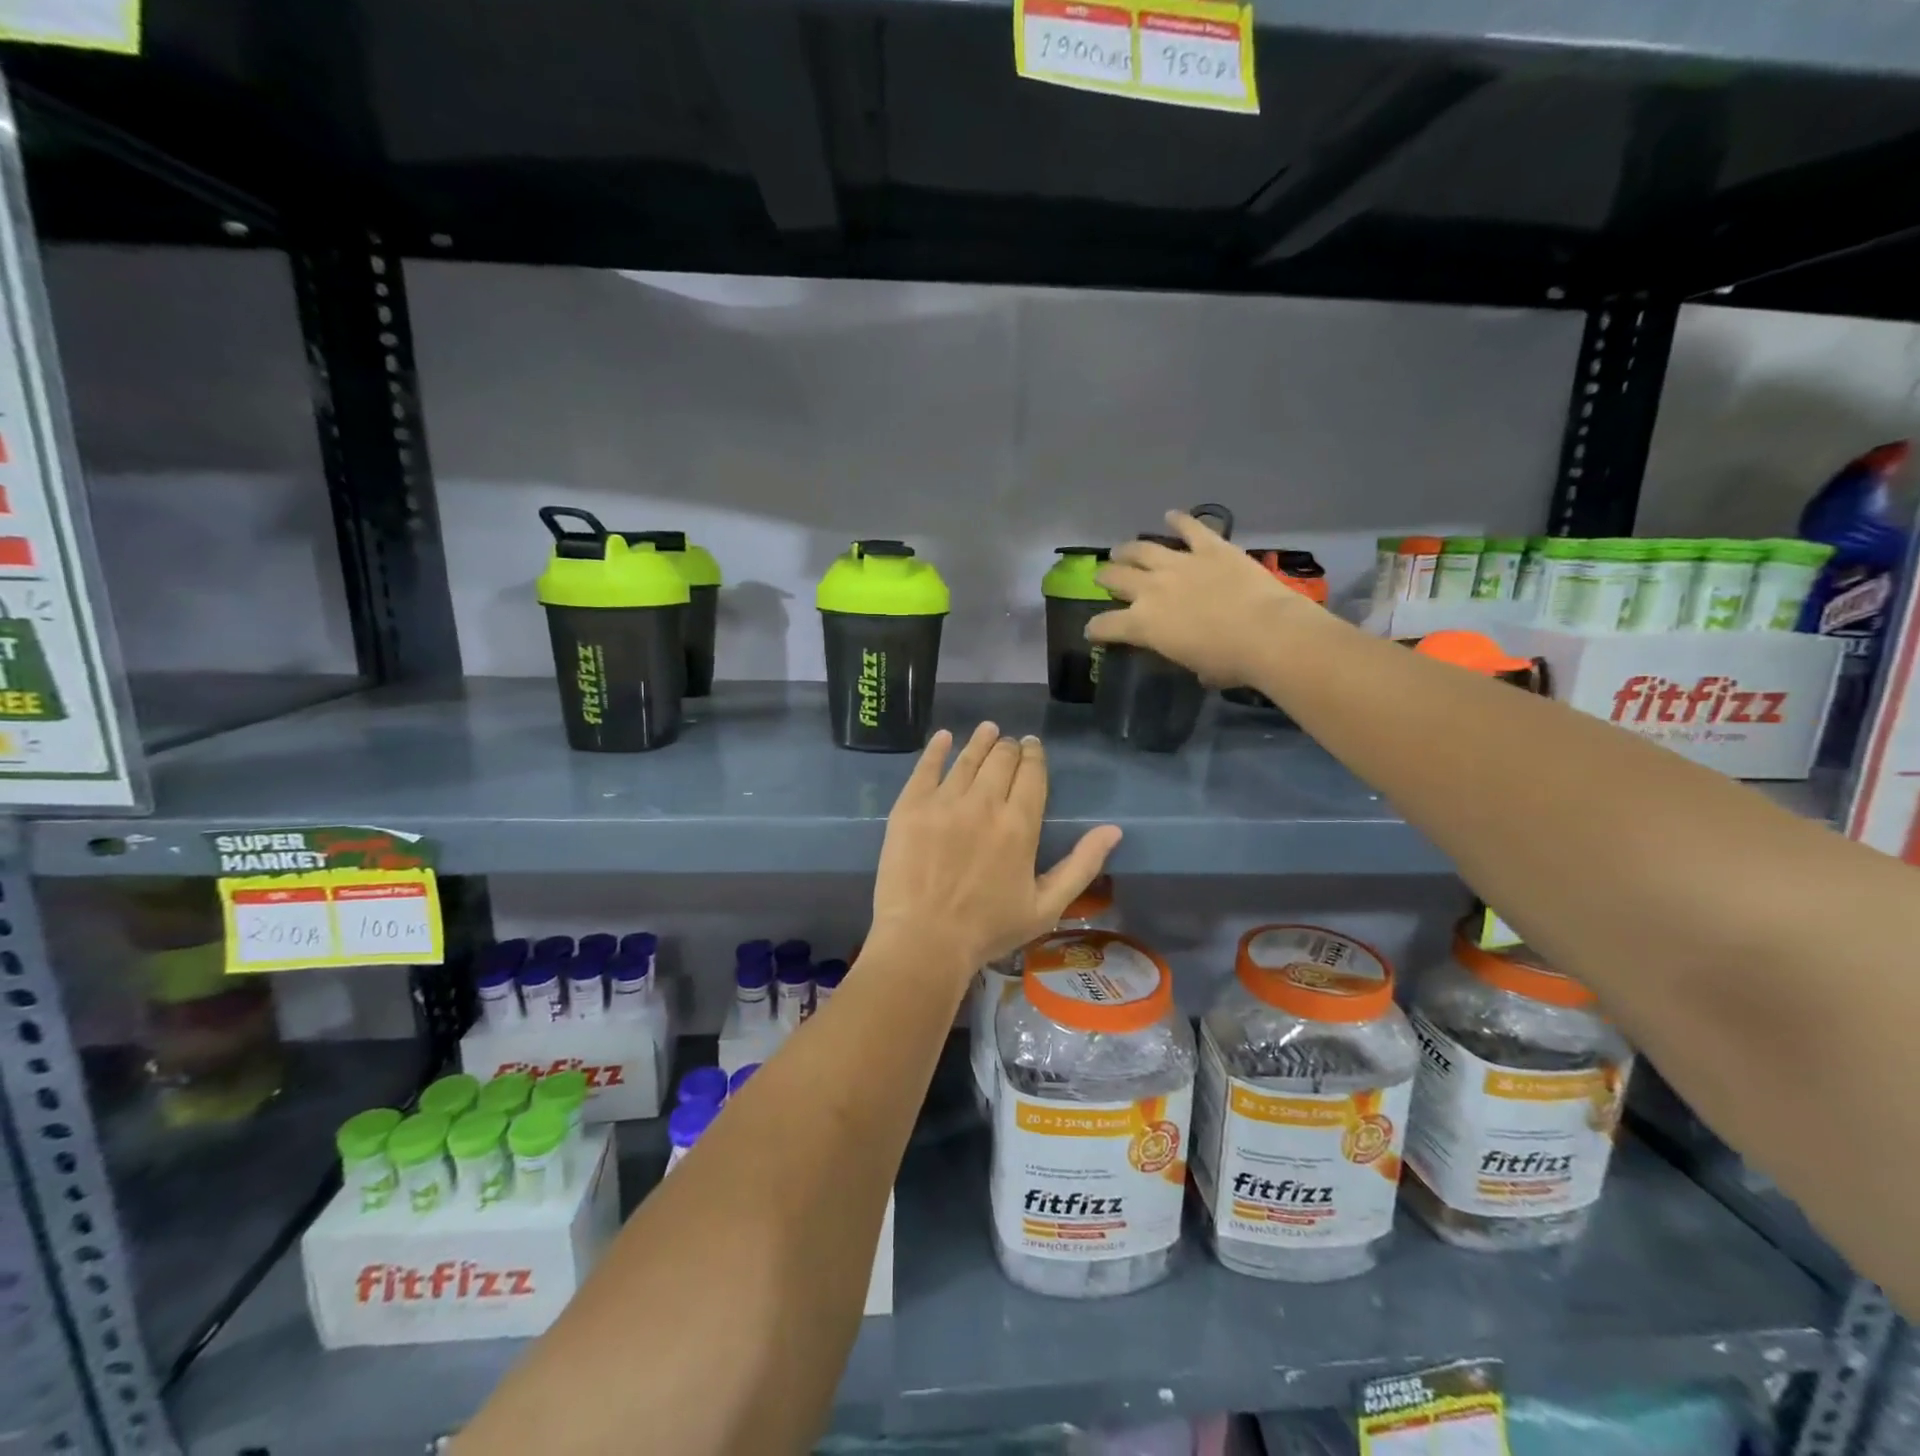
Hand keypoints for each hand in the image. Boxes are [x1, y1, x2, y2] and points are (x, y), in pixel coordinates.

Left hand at [869, 724, 1121, 981]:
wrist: (924, 941)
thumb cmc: (988, 929)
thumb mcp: (1046, 906)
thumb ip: (1081, 865)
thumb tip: (1113, 830)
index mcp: (1019, 825)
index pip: (1031, 774)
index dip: (1034, 756)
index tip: (1033, 747)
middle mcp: (983, 803)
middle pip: (1000, 760)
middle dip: (1009, 748)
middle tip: (1009, 743)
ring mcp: (944, 802)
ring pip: (967, 758)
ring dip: (980, 741)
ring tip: (987, 729)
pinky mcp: (910, 807)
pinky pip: (926, 767)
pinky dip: (937, 749)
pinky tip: (944, 737)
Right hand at [1089, 510, 1321, 685]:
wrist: (1267, 633)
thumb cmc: (1230, 662)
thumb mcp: (1199, 669)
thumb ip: (1191, 661)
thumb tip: (1202, 669)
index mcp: (1143, 625)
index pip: (1106, 626)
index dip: (1095, 629)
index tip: (1092, 630)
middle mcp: (1152, 589)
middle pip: (1117, 578)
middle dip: (1106, 577)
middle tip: (1102, 575)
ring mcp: (1180, 564)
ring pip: (1143, 549)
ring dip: (1129, 549)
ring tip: (1121, 549)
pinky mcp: (1210, 548)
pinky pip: (1190, 529)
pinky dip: (1180, 520)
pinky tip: (1172, 515)